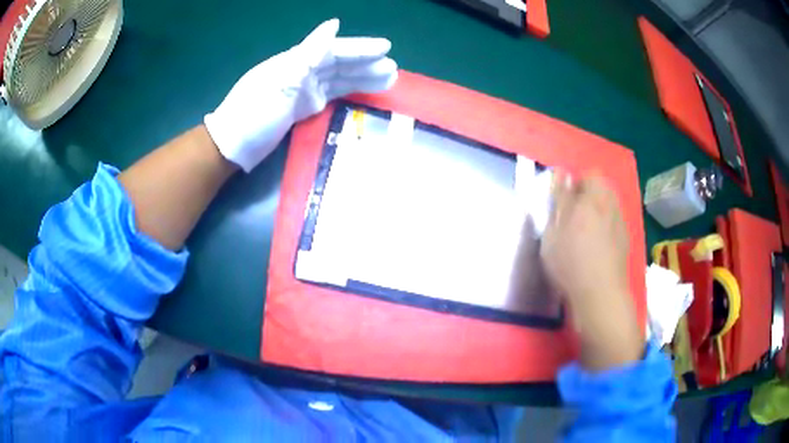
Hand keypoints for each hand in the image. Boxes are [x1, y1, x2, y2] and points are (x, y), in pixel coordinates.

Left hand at [204, 19, 397, 171]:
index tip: (387, 48)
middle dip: (367, 65)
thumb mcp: (280, 80)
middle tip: (394, 69)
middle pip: (340, 65)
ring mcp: (302, 91)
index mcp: (296, 62)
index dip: (360, 49)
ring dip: (362, 79)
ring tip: (388, 80)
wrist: (233, 145)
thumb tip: (333, 24)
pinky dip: (348, 93)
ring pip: (338, 80)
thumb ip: (309, 52)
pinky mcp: (302, 109)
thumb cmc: (254, 112)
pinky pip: (331, 96)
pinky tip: (361, 92)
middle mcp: (302, 72)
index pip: (335, 51)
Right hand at [540, 171, 642, 370]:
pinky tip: (595, 249)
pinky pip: (613, 224)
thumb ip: (558, 199)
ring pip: (608, 206)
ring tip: (583, 233)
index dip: (576, 183)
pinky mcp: (625, 242)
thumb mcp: (553, 230)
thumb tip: (560, 173)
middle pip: (602, 188)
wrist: (600, 295)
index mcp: (593, 198)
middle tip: (571, 216)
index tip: (564, 201)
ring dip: (597, 212)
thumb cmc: (571, 262)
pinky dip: (605, 229)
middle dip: (588, 196)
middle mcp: (611, 205)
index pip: (590, 175)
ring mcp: (620, 224)